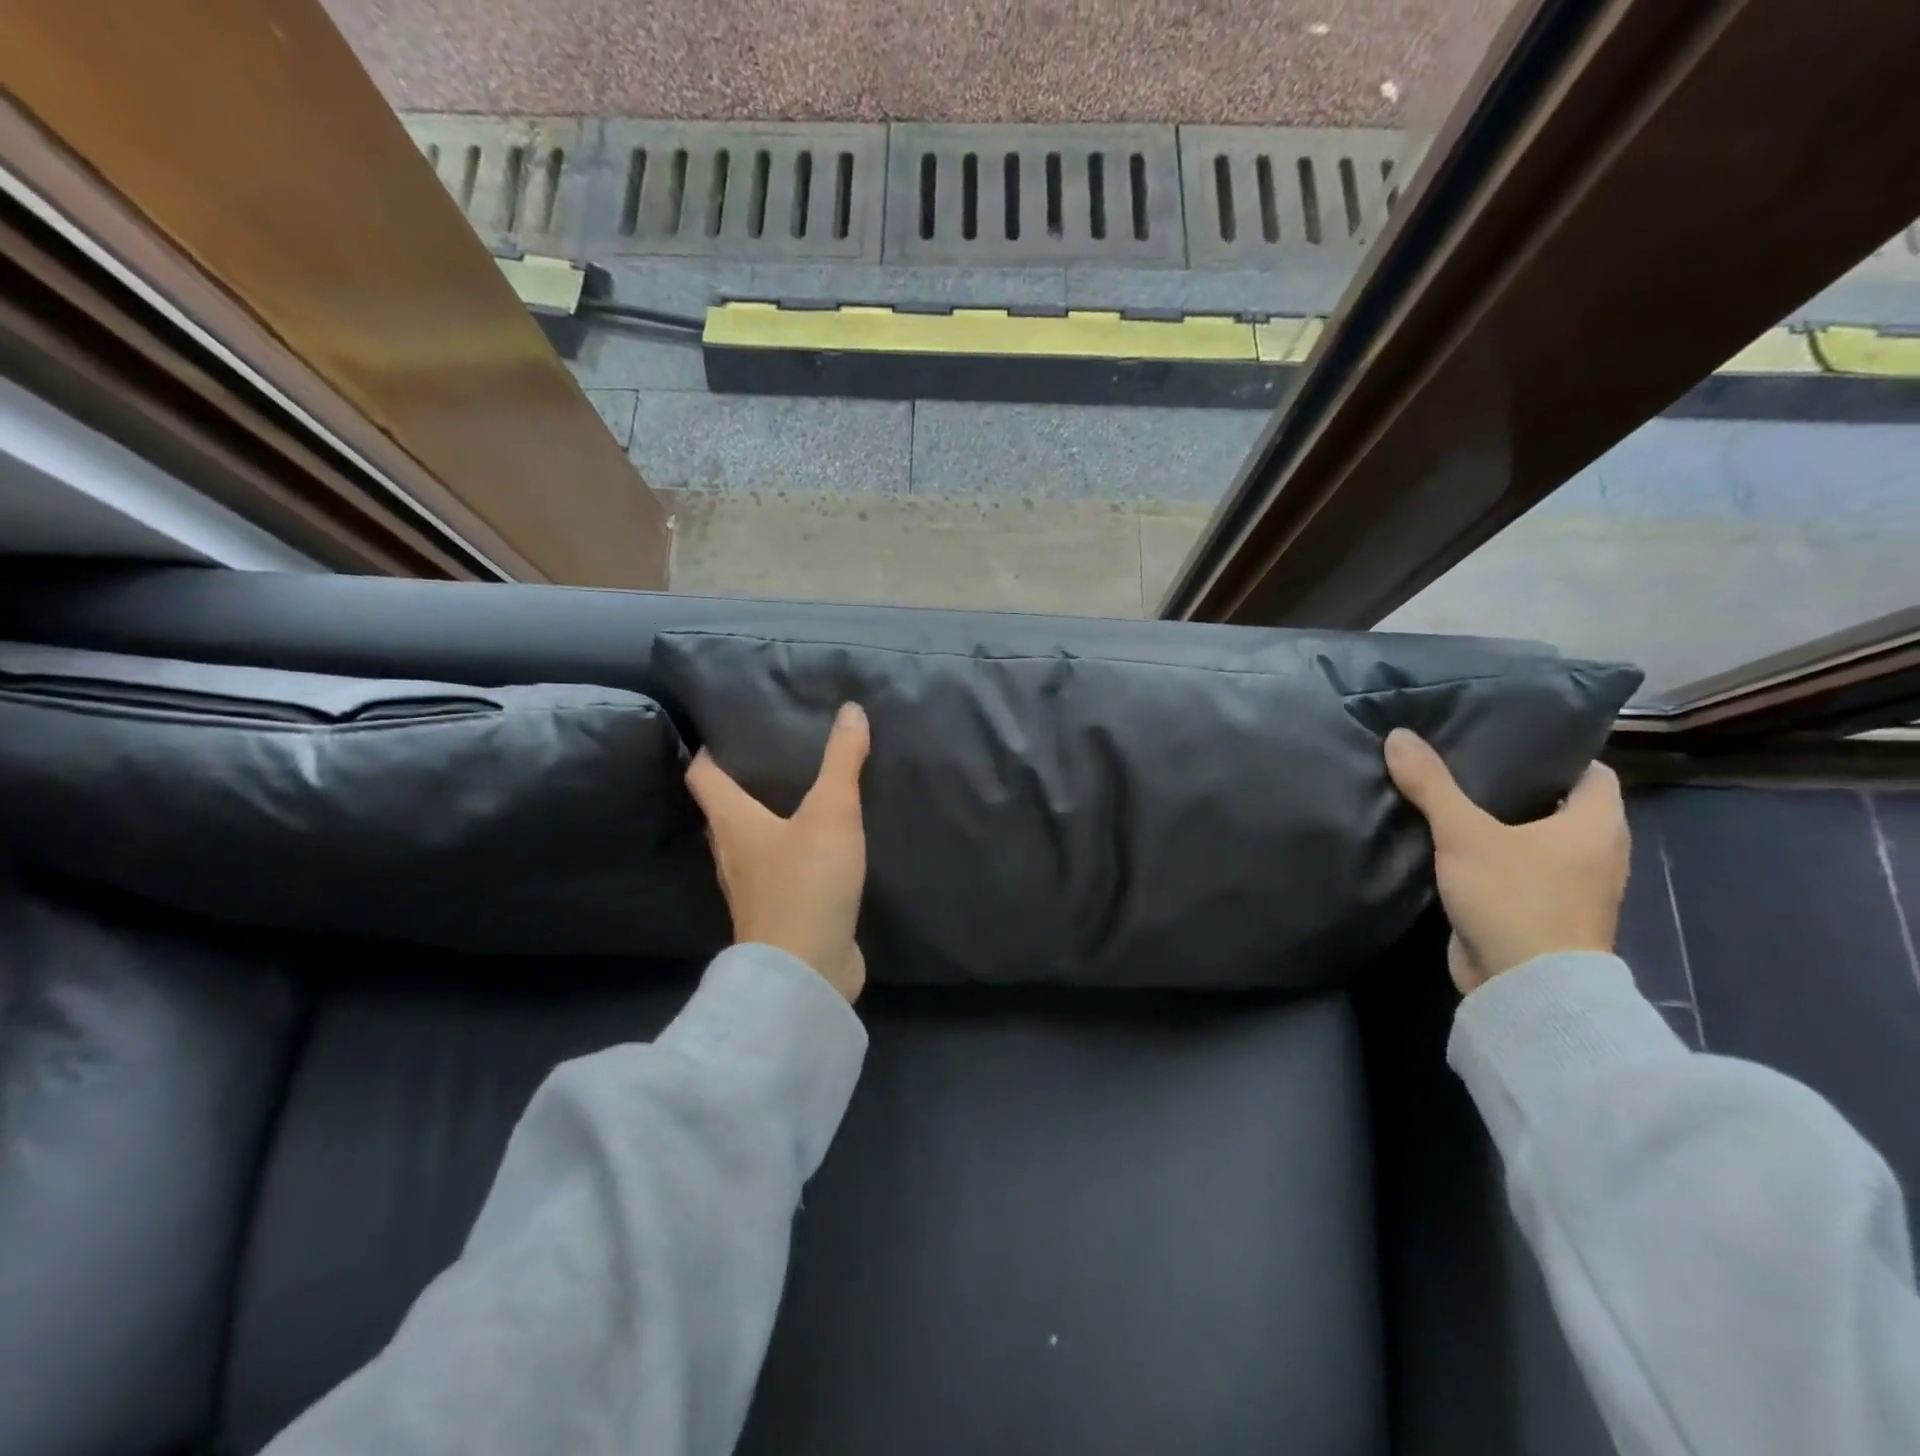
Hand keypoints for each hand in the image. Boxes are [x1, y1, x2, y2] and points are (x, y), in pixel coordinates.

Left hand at [685, 703, 871, 1001]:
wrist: (806, 970)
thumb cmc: (807, 882)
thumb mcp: (832, 812)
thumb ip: (842, 761)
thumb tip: (851, 709)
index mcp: (732, 823)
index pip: (703, 776)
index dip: (710, 750)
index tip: (729, 728)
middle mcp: (732, 854)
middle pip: (724, 810)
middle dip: (743, 782)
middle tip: (775, 754)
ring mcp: (753, 889)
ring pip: (750, 842)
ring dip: (766, 819)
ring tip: (798, 793)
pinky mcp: (778, 912)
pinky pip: (778, 871)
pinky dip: (790, 852)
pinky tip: (819, 845)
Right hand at [1384, 728, 1629, 994]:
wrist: (1525, 987)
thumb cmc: (1515, 898)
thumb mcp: (1465, 834)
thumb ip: (1432, 785)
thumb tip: (1399, 735)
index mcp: (1598, 825)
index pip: (1590, 771)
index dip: (1554, 753)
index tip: (1507, 740)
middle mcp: (1596, 853)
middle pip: (1558, 804)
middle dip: (1516, 786)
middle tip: (1465, 762)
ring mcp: (1570, 887)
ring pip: (1535, 839)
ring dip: (1501, 823)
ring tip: (1452, 798)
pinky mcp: (1540, 912)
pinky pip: (1517, 869)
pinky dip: (1492, 856)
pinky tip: (1451, 845)